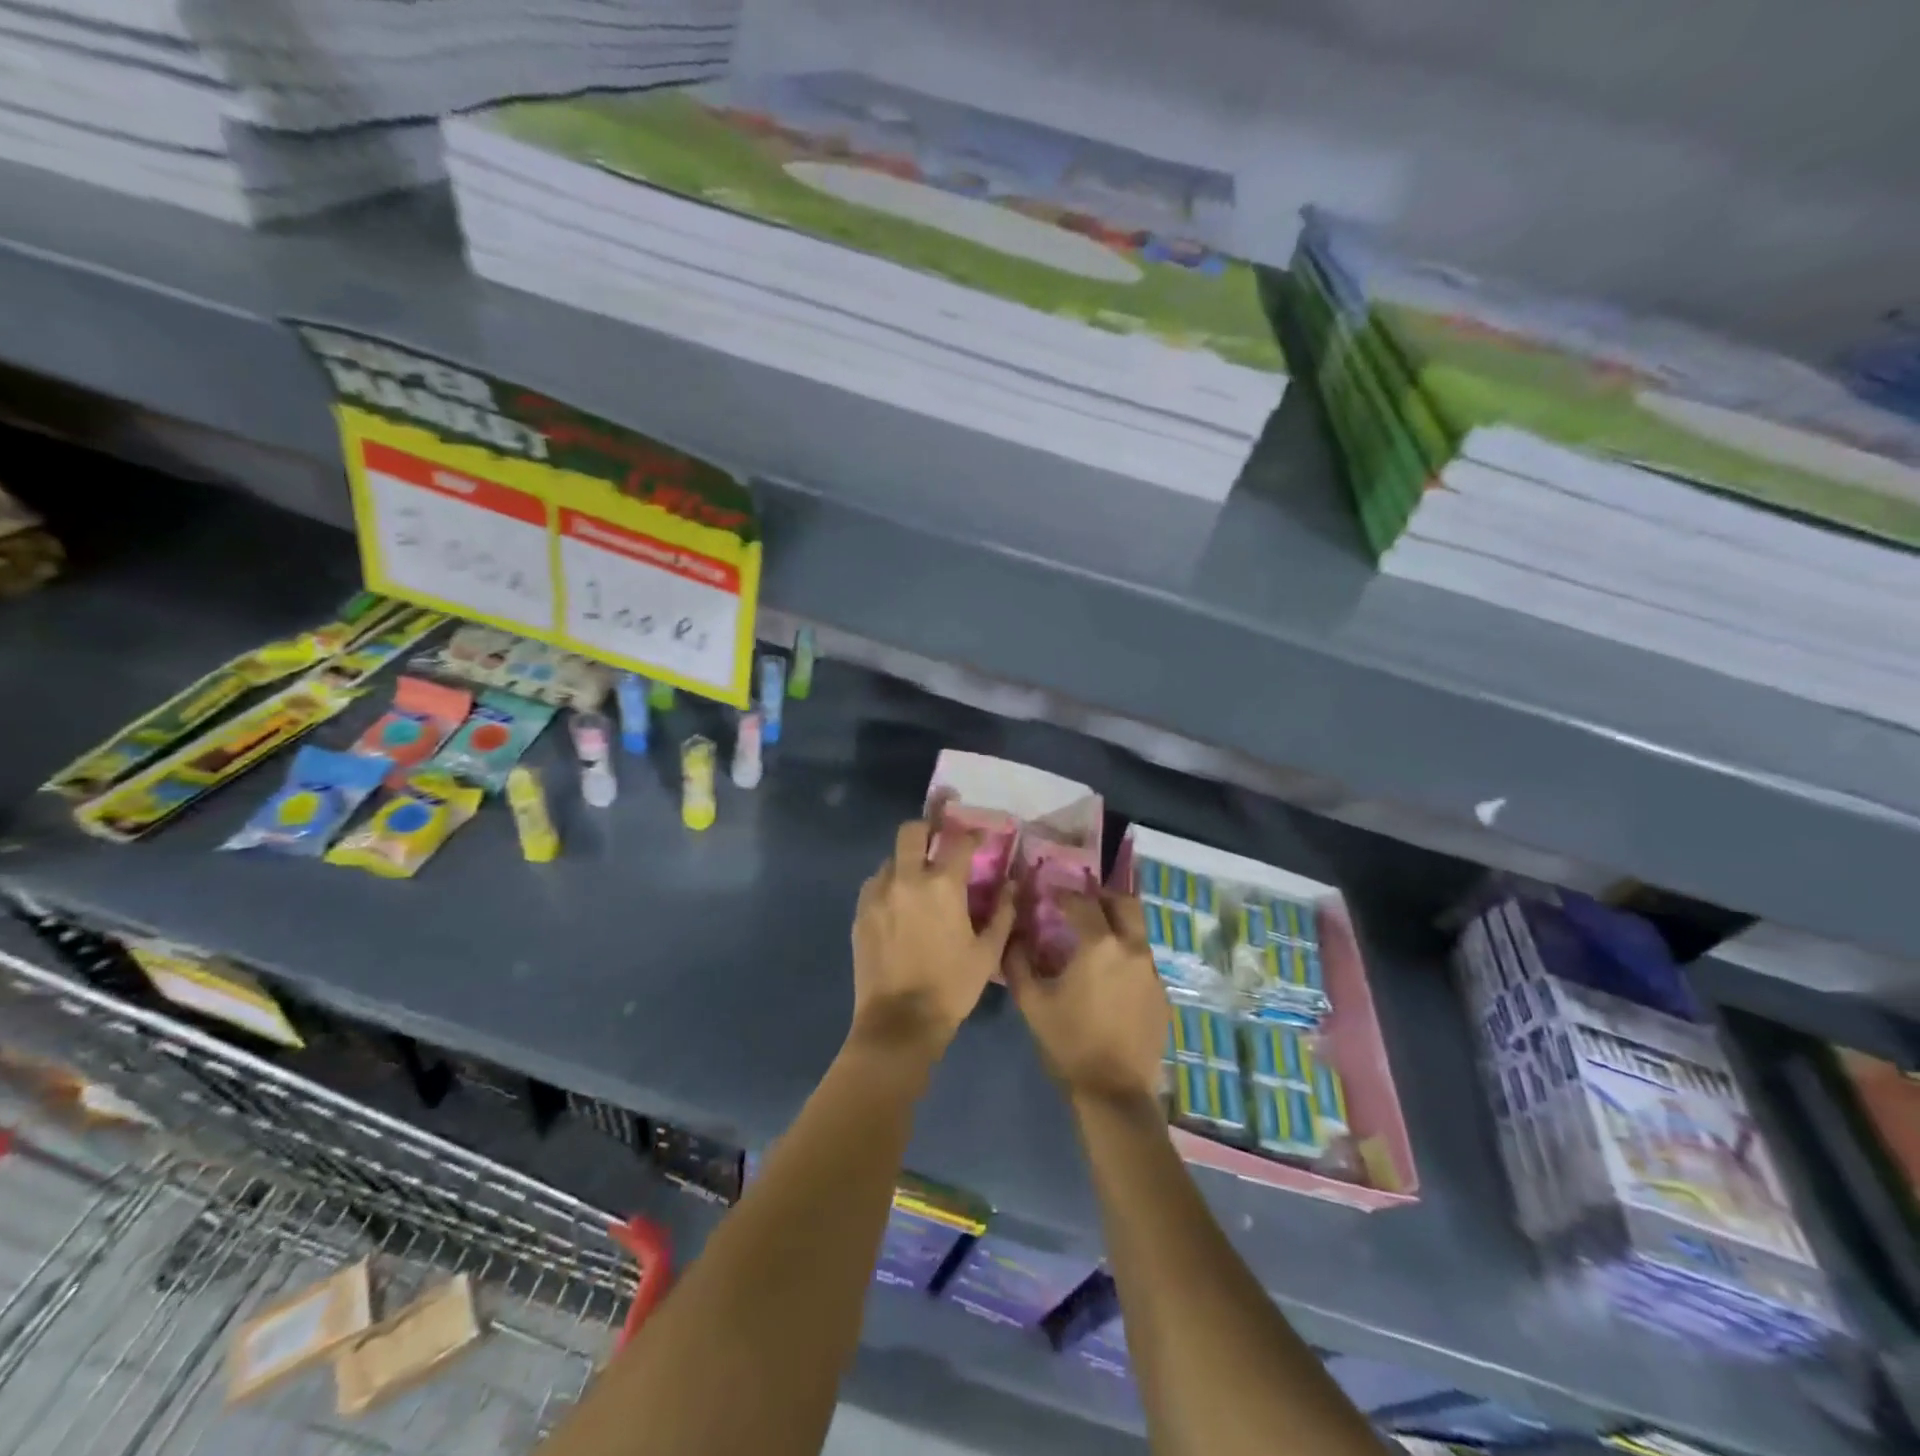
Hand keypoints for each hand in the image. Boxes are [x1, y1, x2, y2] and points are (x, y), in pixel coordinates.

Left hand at [850, 816, 1014, 1055]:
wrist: (900, 1022)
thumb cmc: (952, 987)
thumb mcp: (988, 953)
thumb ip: (1003, 913)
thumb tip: (1011, 885)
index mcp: (943, 886)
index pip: (959, 842)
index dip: (973, 835)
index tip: (980, 838)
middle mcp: (907, 879)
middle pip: (911, 831)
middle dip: (927, 828)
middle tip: (938, 839)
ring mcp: (878, 895)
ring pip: (890, 860)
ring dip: (906, 862)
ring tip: (917, 882)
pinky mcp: (860, 913)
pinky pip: (874, 885)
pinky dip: (888, 886)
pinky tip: (898, 905)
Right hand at [1007, 890, 1169, 1107]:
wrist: (1114, 1092)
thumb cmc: (1069, 1042)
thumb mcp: (1032, 1002)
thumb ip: (1018, 961)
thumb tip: (1014, 936)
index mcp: (1100, 945)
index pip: (1082, 902)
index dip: (1063, 894)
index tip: (1049, 895)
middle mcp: (1132, 949)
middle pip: (1124, 903)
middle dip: (1101, 898)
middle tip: (1081, 906)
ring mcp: (1152, 971)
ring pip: (1137, 931)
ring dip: (1117, 926)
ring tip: (1095, 941)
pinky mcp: (1162, 994)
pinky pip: (1143, 961)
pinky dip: (1126, 957)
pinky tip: (1110, 978)